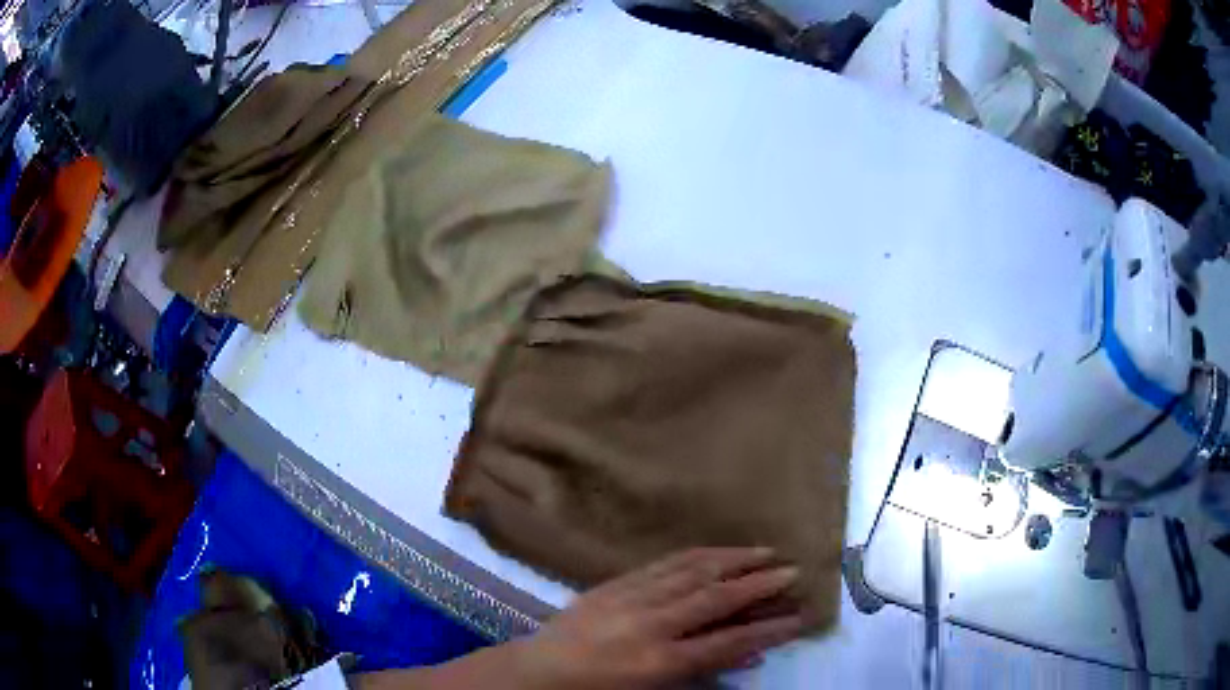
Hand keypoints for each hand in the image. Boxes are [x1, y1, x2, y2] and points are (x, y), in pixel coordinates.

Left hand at [509, 547, 803, 689]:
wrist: (539, 672)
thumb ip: (703, 673)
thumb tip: (749, 654)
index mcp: (659, 661)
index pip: (729, 642)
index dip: (770, 629)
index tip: (801, 616)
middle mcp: (650, 624)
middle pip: (716, 598)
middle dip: (760, 584)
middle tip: (794, 571)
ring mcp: (630, 598)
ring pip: (692, 571)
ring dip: (733, 559)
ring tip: (766, 551)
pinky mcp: (614, 583)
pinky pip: (663, 563)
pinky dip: (698, 555)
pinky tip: (717, 551)